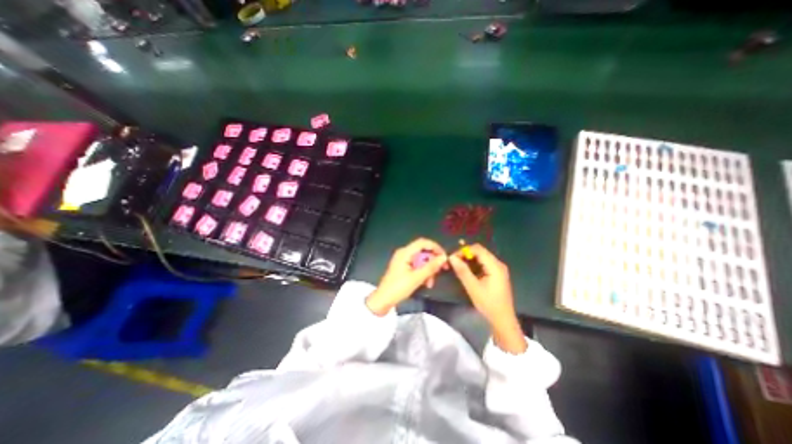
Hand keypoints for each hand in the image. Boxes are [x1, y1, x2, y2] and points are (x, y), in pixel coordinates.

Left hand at [363, 240, 443, 315]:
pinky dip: (422, 273)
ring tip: (430, 283)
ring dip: (428, 270)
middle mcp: (404, 253)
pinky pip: (416, 266)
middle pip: (423, 252)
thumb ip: (431, 267)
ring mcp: (403, 260)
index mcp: (405, 252)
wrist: (383, 300)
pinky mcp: (403, 267)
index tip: (444, 256)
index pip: (423, 242)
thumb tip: (444, 257)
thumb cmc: (398, 288)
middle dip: (432, 262)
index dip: (435, 247)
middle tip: (442, 270)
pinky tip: (425, 283)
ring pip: (421, 260)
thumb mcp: (417, 278)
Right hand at [451, 242, 524, 354]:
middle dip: (466, 254)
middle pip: (480, 251)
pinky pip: (484, 263)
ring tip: (458, 266)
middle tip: (454, 261)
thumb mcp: (473, 287)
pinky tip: (467, 271)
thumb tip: (451, 257)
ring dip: (469, 259)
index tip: (453, 258)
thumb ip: (462, 271)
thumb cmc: (488, 304)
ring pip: (481, 257)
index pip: (478, 249)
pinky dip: (474, 264)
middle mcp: (498, 264)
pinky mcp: (497, 273)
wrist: (503, 319)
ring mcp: (499, 268)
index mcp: (495, 266)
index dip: (464, 250)